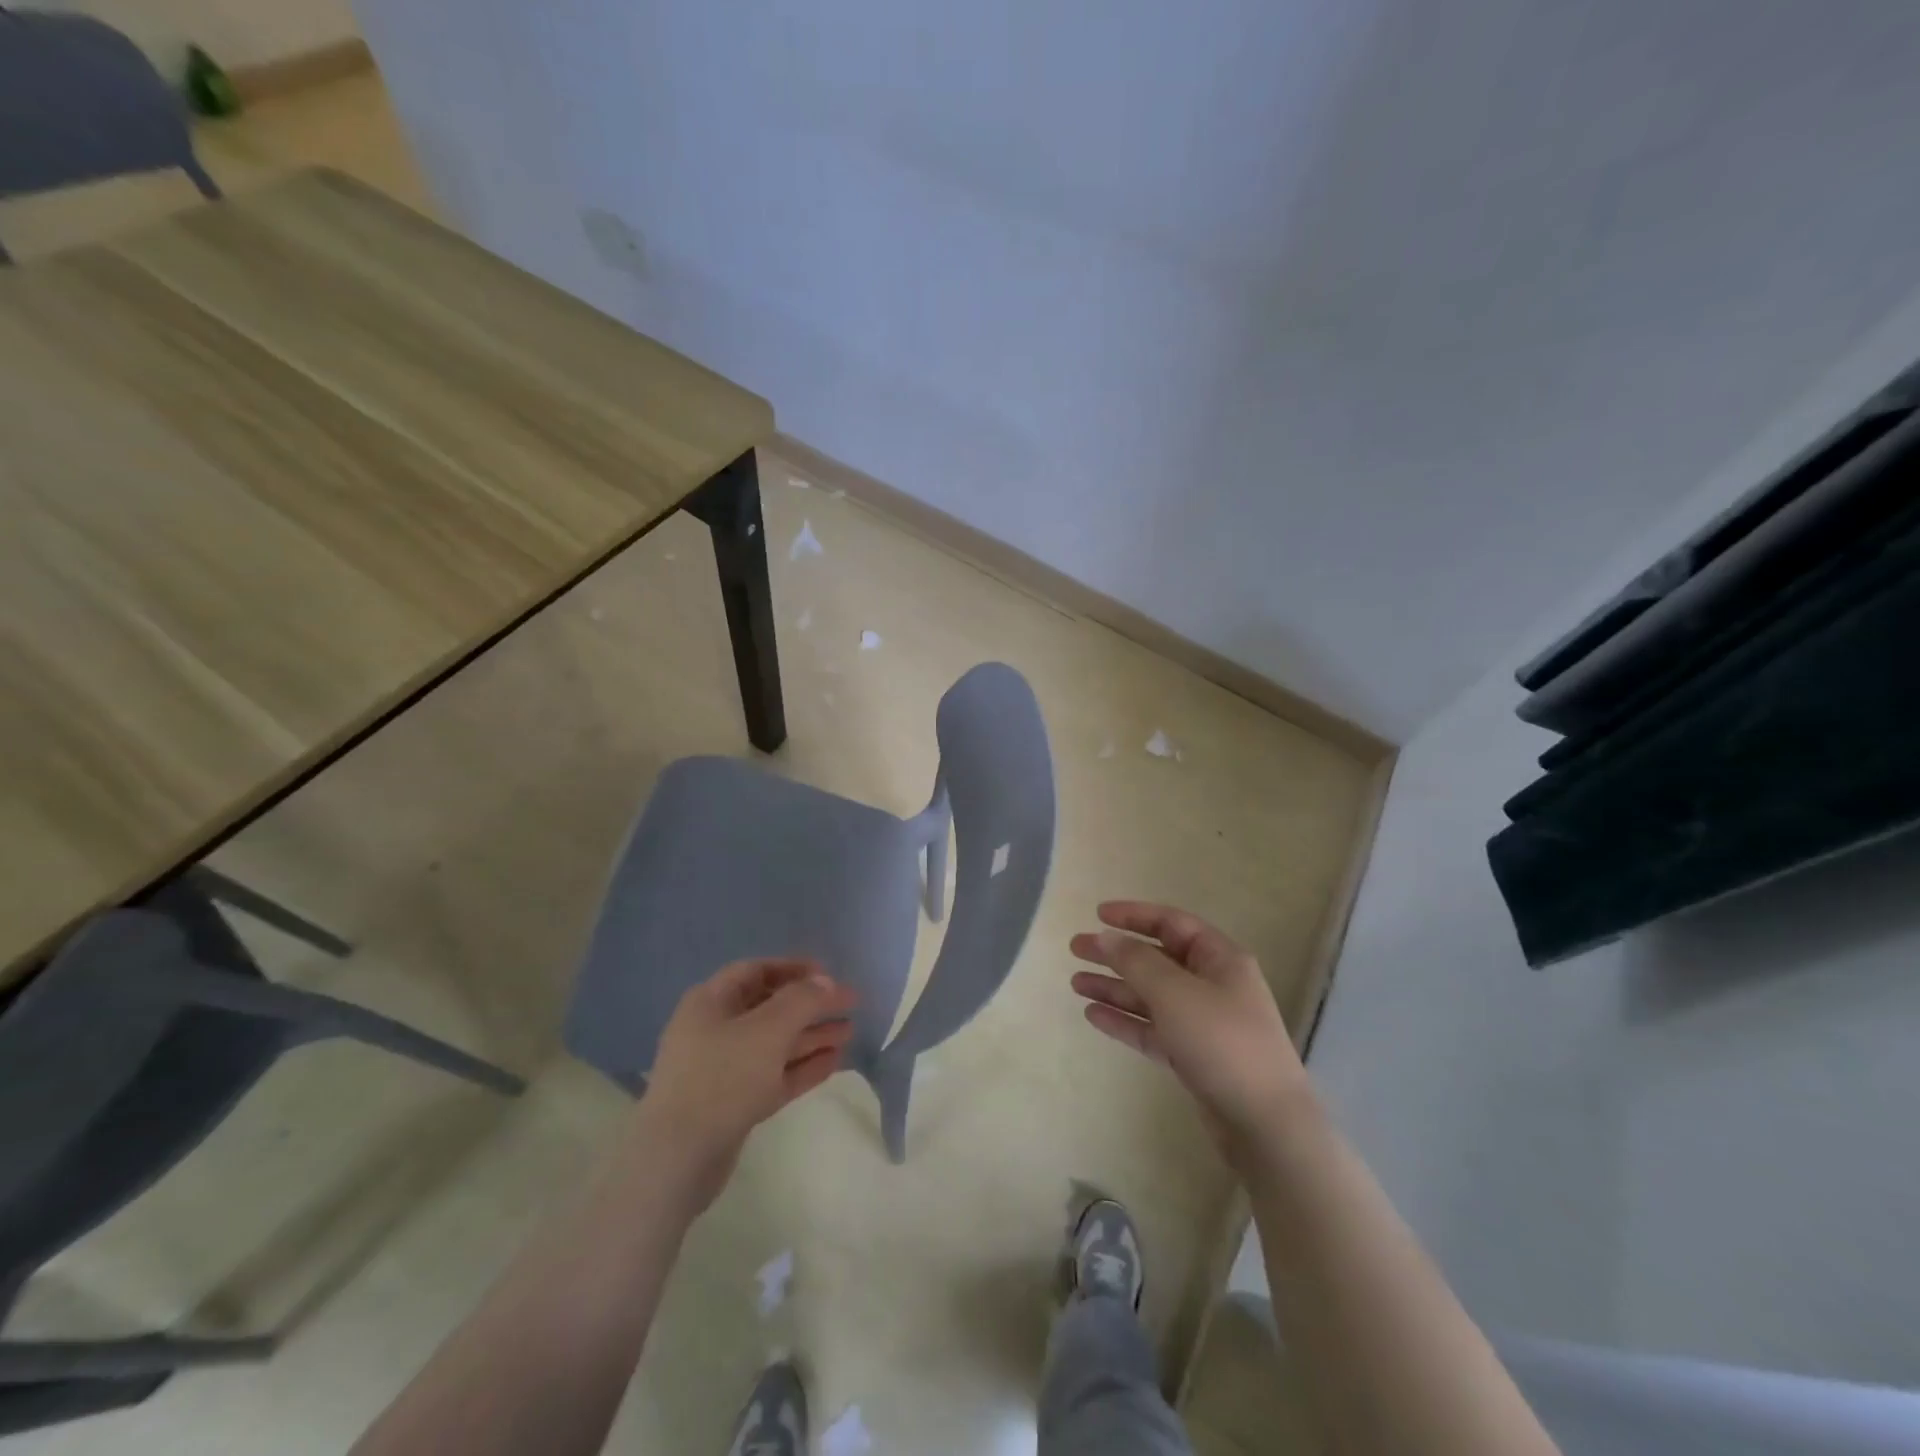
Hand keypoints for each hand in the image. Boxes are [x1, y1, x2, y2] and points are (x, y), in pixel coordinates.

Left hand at [638, 958, 856, 1208]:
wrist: (676, 1160)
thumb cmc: (721, 1078)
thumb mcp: (768, 1029)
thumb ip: (803, 1000)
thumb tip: (828, 981)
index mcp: (710, 1002)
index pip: (757, 971)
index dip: (794, 969)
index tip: (830, 975)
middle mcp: (714, 1029)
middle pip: (769, 1008)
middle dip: (810, 1006)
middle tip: (850, 1006)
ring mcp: (722, 1069)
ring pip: (775, 1044)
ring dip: (811, 1036)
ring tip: (850, 1033)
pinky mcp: (733, 1104)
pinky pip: (773, 1075)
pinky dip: (802, 1067)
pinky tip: (834, 1062)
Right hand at [1070, 902, 1310, 1159]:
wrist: (1265, 1124)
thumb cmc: (1222, 1042)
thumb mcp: (1174, 993)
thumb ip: (1135, 961)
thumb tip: (1105, 936)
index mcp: (1219, 959)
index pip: (1171, 923)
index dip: (1134, 915)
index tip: (1097, 914)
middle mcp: (1212, 985)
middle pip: (1156, 959)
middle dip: (1116, 953)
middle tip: (1076, 949)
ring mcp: (1203, 1022)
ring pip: (1150, 996)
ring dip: (1114, 988)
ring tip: (1075, 984)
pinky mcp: (1193, 1057)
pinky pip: (1152, 1029)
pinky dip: (1125, 1021)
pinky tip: (1093, 1016)